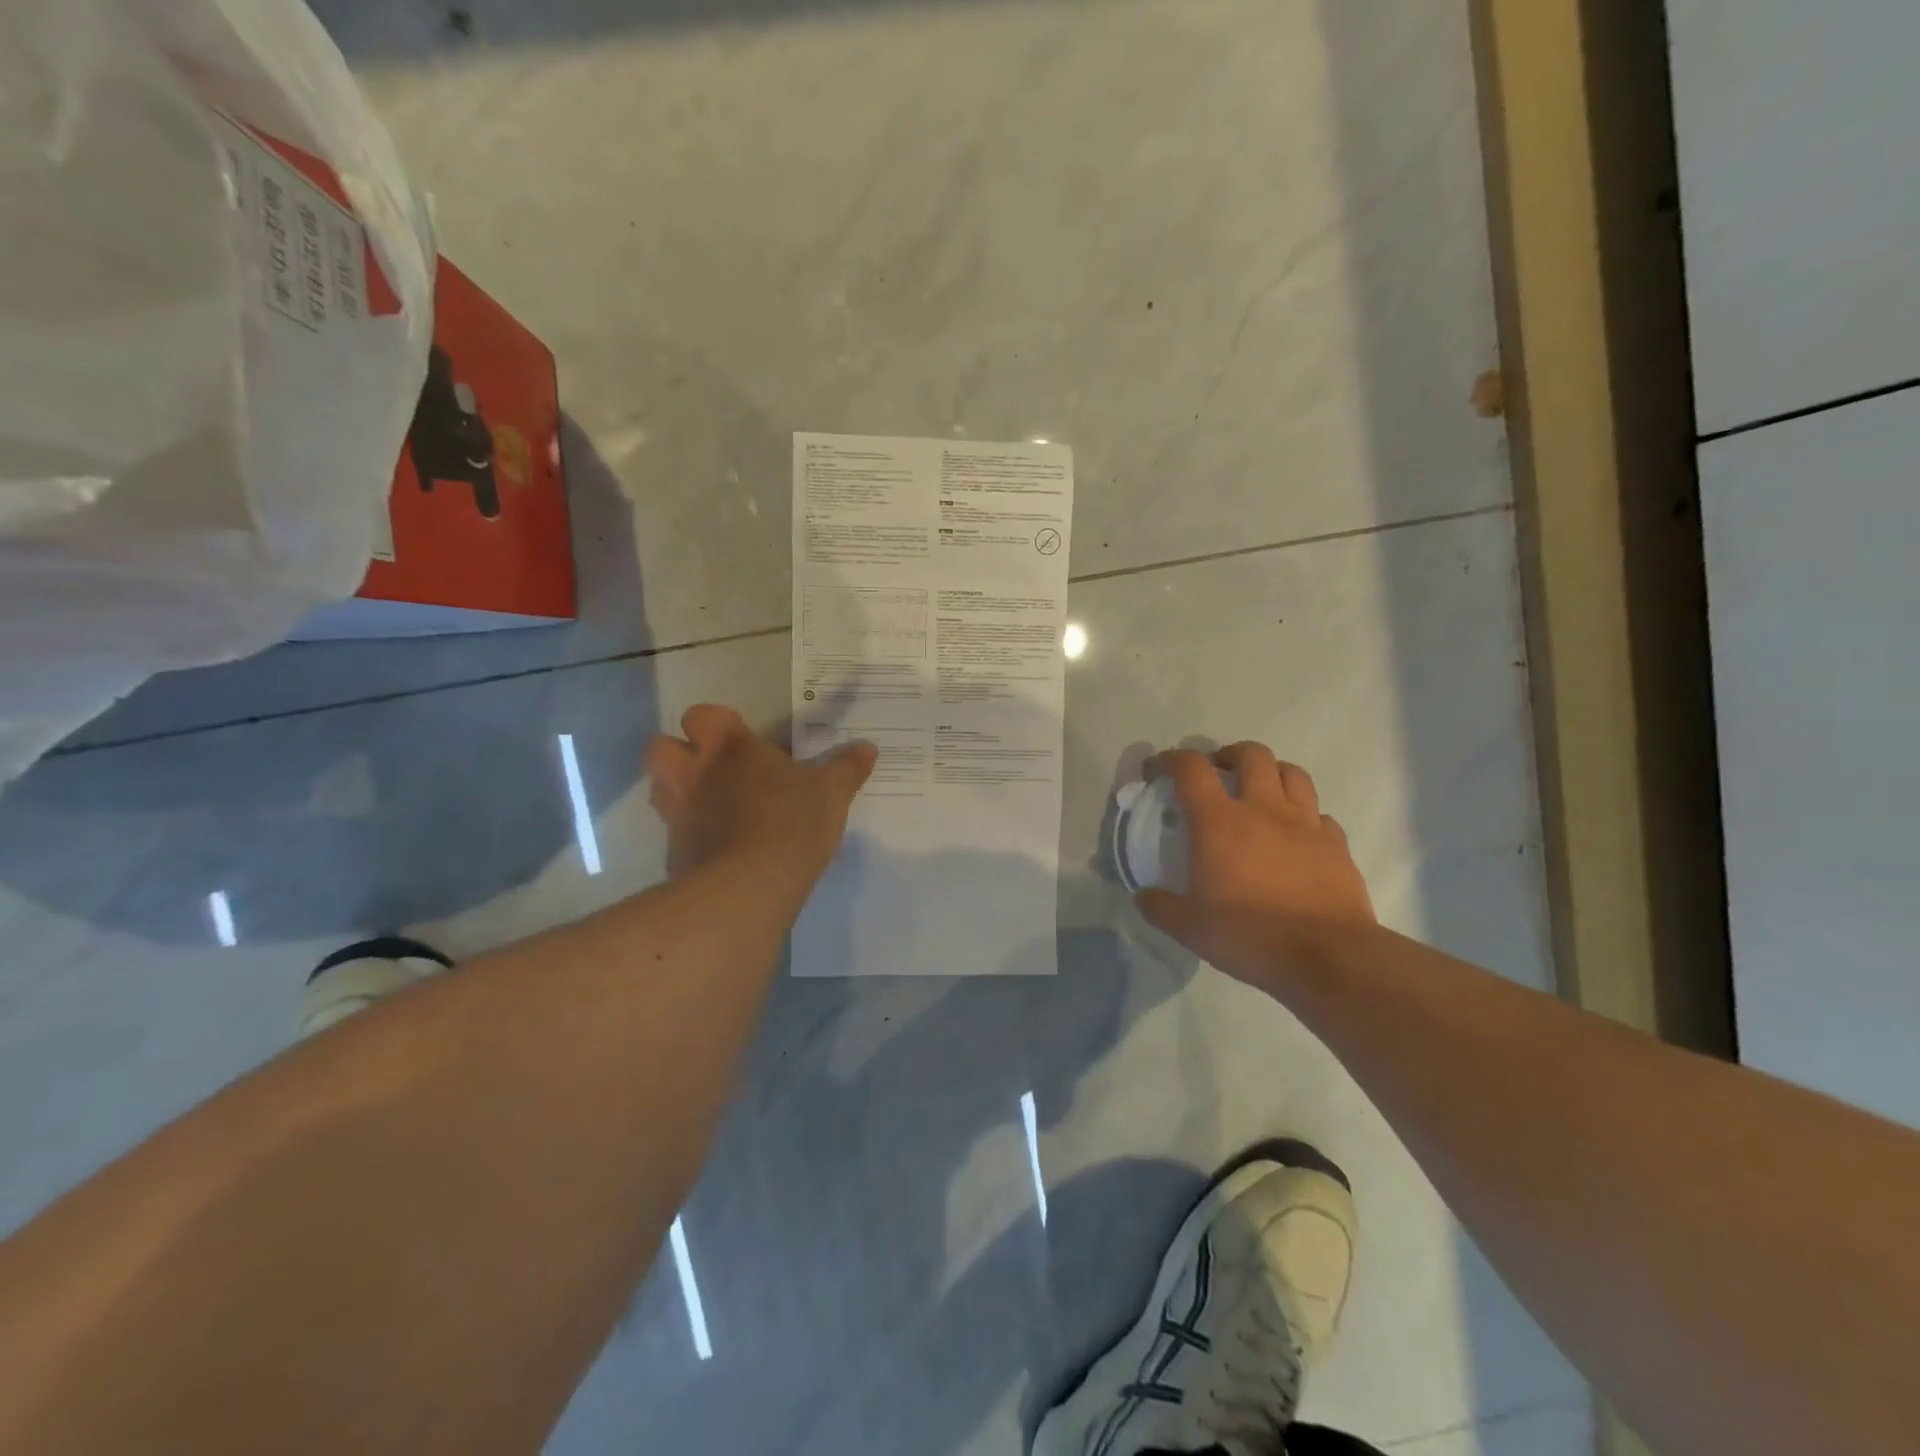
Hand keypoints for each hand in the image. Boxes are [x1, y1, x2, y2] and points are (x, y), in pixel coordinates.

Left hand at [647, 705, 875, 889]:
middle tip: (714, 768)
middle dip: (680, 753)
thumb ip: (847, 768)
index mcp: (730, 747)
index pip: (703, 715)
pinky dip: (690, 833)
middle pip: (661, 747)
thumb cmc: (791, 822)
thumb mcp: (831, 794)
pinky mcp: (674, 851)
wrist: (748, 887)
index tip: (741, 739)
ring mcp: (677, 812)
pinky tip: (719, 846)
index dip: (717, 724)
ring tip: (714, 805)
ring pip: (660, 789)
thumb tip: (868, 747)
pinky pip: (674, 831)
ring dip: (679, 791)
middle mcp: (694, 772)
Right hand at [1136, 744, 1376, 989]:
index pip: (1191, 768)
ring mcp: (1305, 824)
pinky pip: (1320, 815)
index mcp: (1219, 822)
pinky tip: (1297, 835)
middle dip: (1229, 755)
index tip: (1157, 771)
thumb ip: (1160, 907)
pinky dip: (1305, 816)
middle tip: (1217, 773)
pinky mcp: (1336, 845)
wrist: (1327, 956)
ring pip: (1292, 773)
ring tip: (1260, 792)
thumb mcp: (1189, 928)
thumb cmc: (1250, 935)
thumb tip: (1144, 897)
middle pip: (1251, 755)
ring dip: (1272, 773)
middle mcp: (1263, 810)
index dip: (1170, 760)